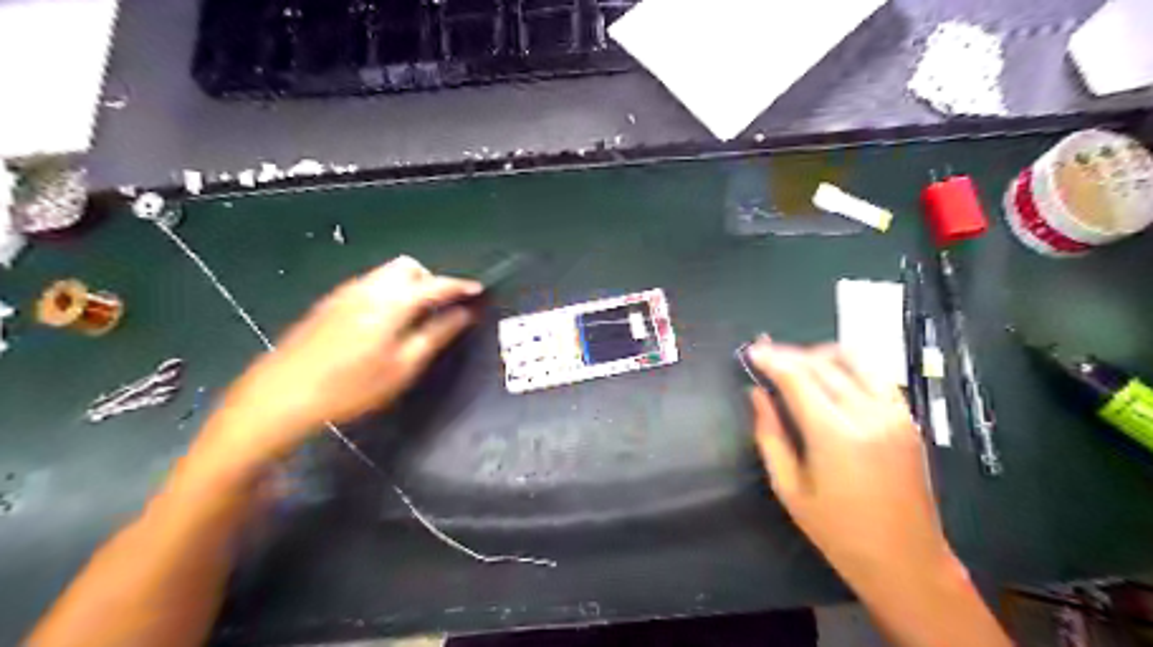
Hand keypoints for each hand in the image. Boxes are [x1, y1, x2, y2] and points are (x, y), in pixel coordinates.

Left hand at [205, 255, 478, 464]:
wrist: (281, 395)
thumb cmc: (351, 387)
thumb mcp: (403, 367)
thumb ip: (437, 335)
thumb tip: (464, 314)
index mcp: (391, 302)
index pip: (435, 284)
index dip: (460, 286)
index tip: (478, 291)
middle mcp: (369, 288)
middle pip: (408, 267)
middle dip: (431, 280)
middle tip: (442, 308)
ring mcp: (345, 293)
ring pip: (387, 273)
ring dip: (409, 286)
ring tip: (416, 317)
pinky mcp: (330, 303)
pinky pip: (370, 284)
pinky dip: (388, 292)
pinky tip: (385, 323)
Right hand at [747, 342, 954, 587]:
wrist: (906, 560)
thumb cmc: (838, 531)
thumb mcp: (789, 488)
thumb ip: (769, 434)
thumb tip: (756, 394)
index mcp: (835, 434)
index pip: (798, 378)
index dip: (771, 359)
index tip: (751, 350)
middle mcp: (868, 414)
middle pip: (822, 364)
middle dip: (789, 353)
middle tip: (765, 351)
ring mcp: (894, 414)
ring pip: (853, 360)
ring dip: (819, 354)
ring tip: (795, 361)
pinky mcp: (908, 419)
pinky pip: (876, 375)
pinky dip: (848, 366)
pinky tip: (830, 375)